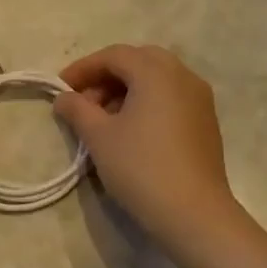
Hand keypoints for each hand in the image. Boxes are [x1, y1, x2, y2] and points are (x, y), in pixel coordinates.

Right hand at [53, 45, 235, 253]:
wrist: (193, 212)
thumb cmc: (140, 167)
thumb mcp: (98, 136)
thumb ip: (77, 109)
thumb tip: (64, 98)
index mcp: (156, 73)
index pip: (114, 55)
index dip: (83, 68)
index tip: (60, 88)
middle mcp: (183, 77)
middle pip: (139, 61)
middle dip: (107, 75)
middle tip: (84, 99)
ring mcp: (200, 99)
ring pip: (157, 79)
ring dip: (126, 89)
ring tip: (102, 118)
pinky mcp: (205, 122)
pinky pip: (171, 97)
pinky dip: (146, 102)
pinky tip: (130, 130)